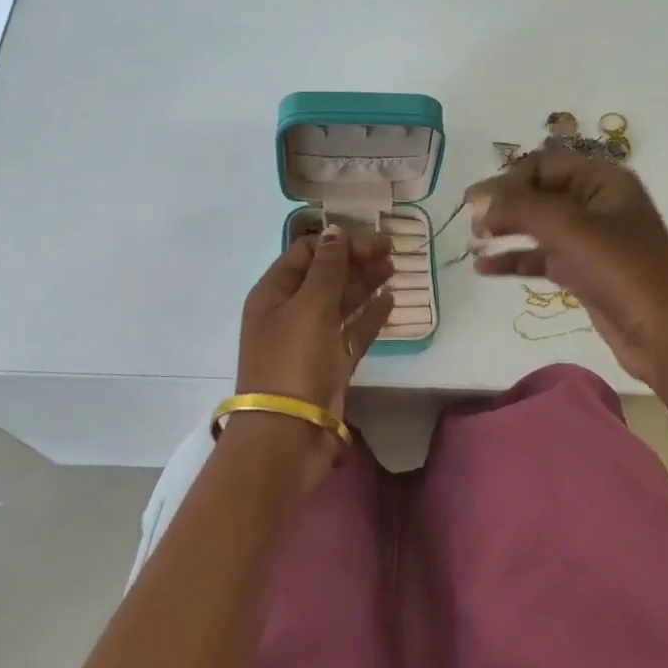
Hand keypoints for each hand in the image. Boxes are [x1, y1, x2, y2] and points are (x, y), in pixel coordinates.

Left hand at [236, 226, 394, 418]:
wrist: (287, 434)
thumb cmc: (293, 361)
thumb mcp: (309, 307)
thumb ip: (327, 269)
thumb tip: (335, 233)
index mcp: (273, 293)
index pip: (304, 254)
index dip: (335, 244)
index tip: (368, 241)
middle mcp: (290, 312)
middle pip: (325, 276)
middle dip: (355, 261)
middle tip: (391, 250)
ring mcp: (311, 340)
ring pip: (340, 303)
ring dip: (365, 283)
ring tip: (394, 267)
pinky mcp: (330, 364)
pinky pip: (352, 331)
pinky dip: (369, 315)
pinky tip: (390, 300)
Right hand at [465, 152, 667, 401]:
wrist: (664, 334)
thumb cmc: (620, 269)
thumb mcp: (567, 228)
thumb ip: (517, 208)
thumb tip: (475, 199)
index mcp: (603, 180)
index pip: (543, 165)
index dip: (507, 180)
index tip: (474, 202)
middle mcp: (597, 203)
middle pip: (539, 192)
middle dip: (504, 204)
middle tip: (470, 220)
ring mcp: (592, 239)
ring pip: (539, 226)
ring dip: (506, 231)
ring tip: (473, 241)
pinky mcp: (584, 271)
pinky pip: (542, 256)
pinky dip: (516, 259)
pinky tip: (485, 268)